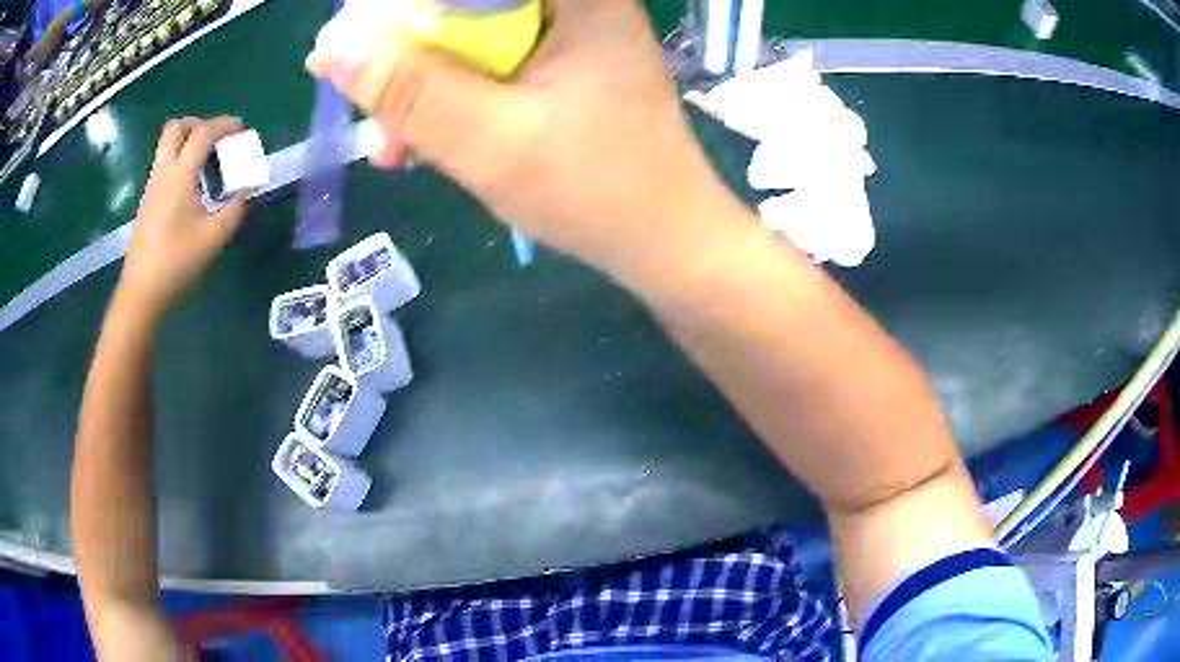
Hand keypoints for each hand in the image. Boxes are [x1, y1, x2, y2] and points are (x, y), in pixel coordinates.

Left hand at [118, 116, 247, 319]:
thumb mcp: (213, 238)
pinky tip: (190, 183)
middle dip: (199, 124)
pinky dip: (179, 159)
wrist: (141, 291)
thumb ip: (235, 208)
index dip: (224, 124)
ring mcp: (152, 185)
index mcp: (180, 175)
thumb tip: (248, 189)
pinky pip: (163, 163)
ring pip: (166, 144)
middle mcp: (163, 172)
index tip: (241, 130)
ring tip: (205, 159)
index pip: (203, 133)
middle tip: (215, 138)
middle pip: (176, 127)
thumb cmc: (177, 262)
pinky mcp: (147, 200)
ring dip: (187, 140)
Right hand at [306, 0, 741, 280]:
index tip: (354, 50)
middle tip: (372, 111)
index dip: (400, 12)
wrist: (664, 240)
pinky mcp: (560, 61)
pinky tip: (426, 143)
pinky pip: (486, 62)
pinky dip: (451, 98)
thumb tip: (331, 46)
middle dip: (406, 57)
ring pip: (466, 34)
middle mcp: (575, 1)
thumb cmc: (597, 192)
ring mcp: (569, 30)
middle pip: (461, 5)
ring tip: (394, 146)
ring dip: (421, 86)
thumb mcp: (489, 141)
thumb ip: (408, 88)